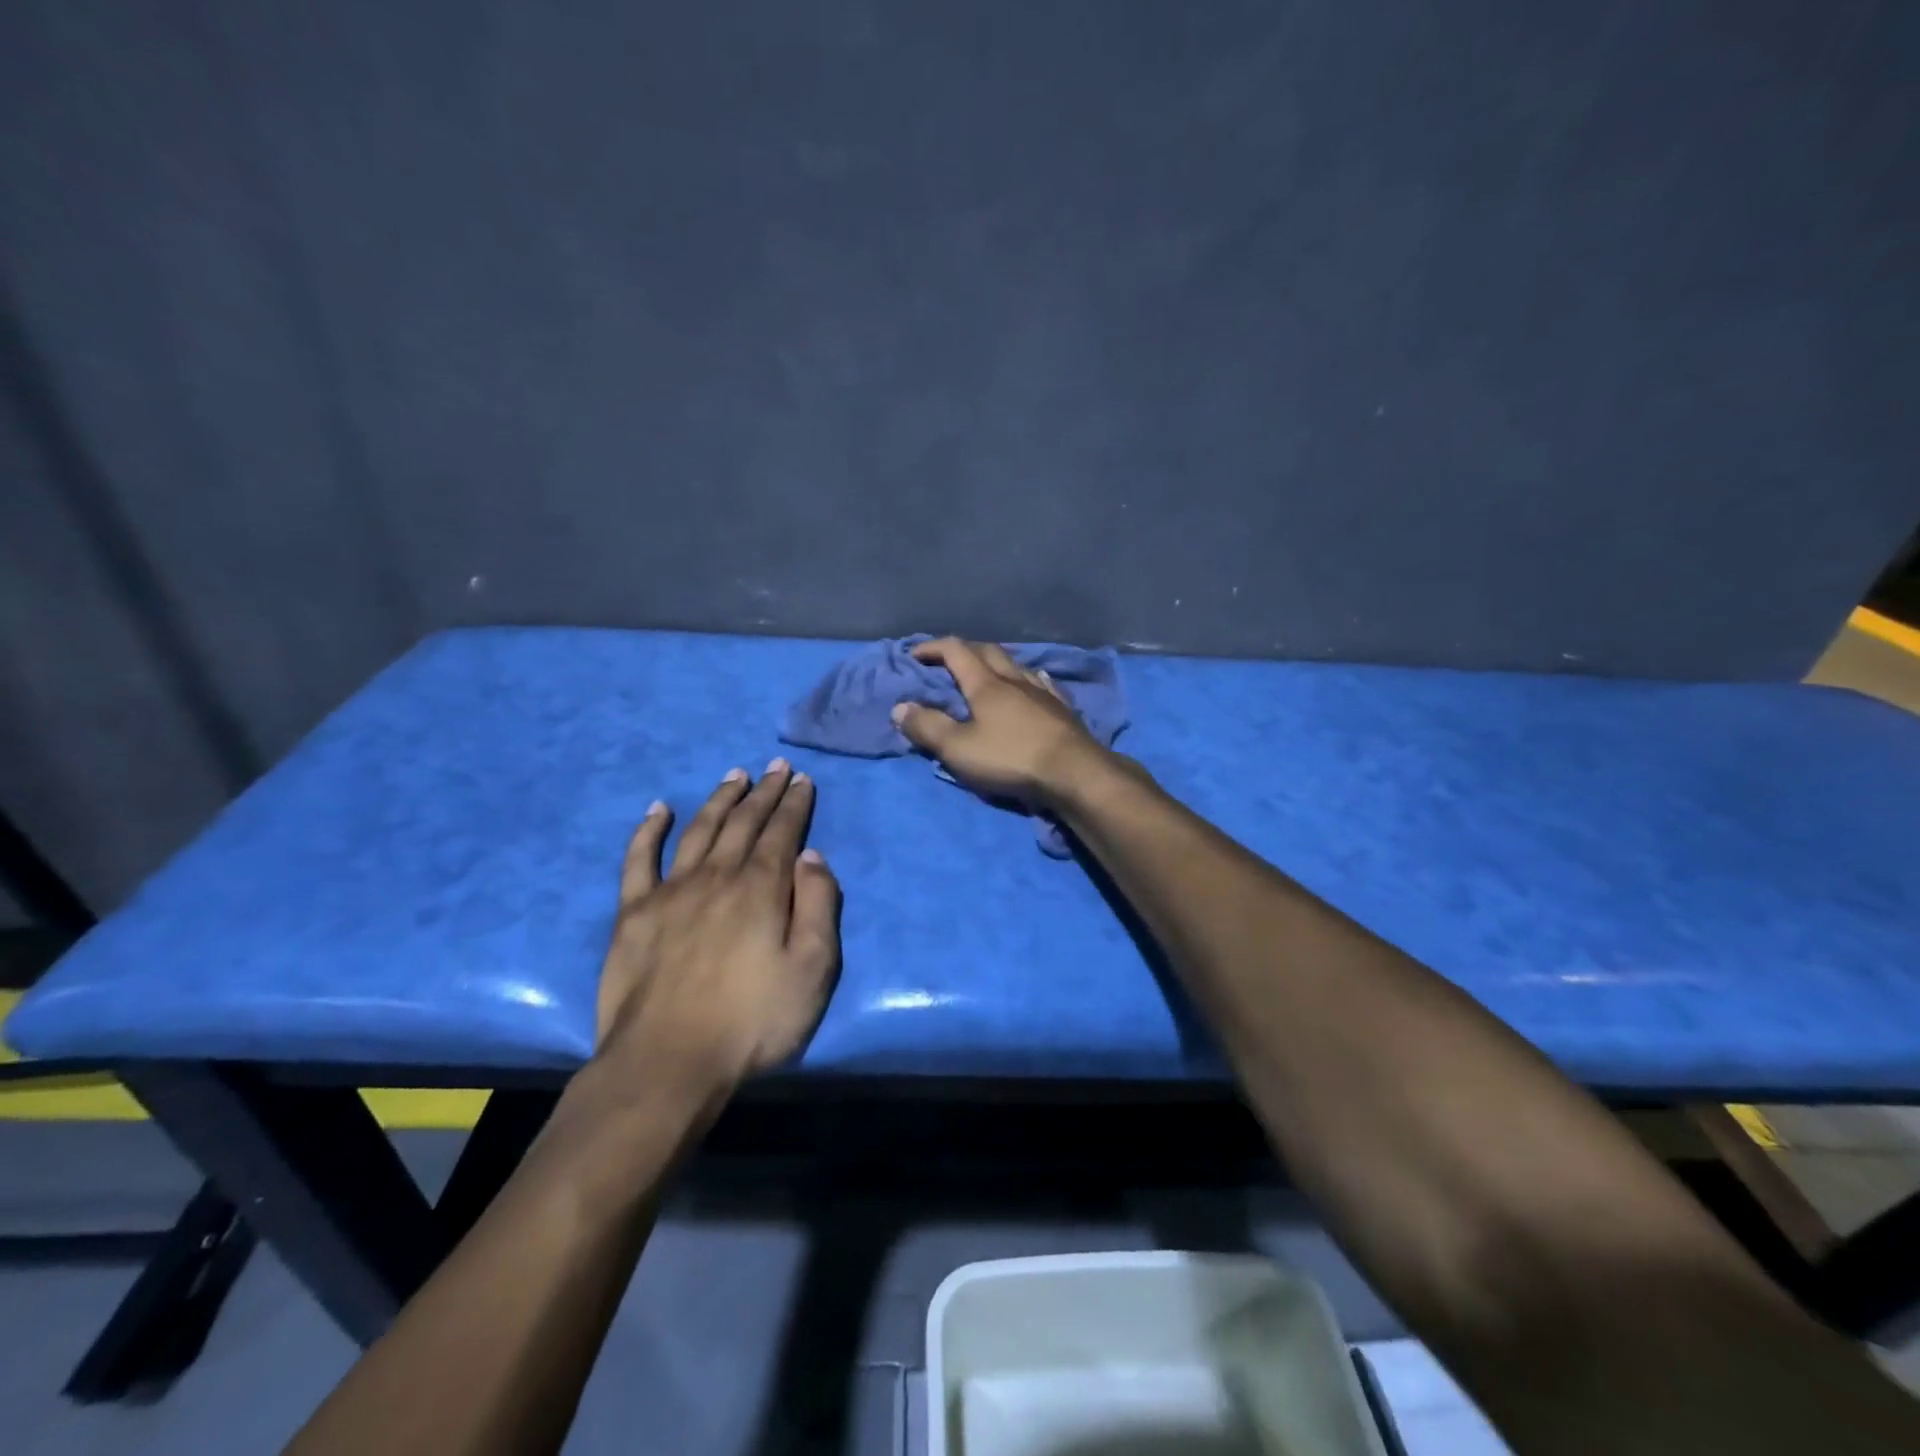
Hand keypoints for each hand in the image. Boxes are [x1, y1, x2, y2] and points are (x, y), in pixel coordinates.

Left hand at [594, 761, 840, 1085]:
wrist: (667, 1063)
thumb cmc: (752, 1021)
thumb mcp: (812, 969)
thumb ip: (818, 906)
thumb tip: (811, 856)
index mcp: (761, 888)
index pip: (783, 833)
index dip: (794, 804)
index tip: (801, 779)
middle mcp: (717, 876)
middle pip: (744, 823)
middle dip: (763, 792)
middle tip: (775, 767)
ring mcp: (671, 891)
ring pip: (699, 830)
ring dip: (719, 799)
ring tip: (734, 775)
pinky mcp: (633, 913)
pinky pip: (638, 860)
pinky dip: (648, 831)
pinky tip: (657, 809)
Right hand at [890, 638, 1103, 805]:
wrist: (1074, 773)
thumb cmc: (1010, 758)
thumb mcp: (958, 748)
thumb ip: (928, 727)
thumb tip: (900, 707)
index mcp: (986, 684)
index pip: (956, 651)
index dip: (933, 648)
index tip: (915, 655)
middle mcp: (1014, 679)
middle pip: (988, 651)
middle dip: (965, 650)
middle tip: (948, 659)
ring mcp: (1042, 692)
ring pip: (1016, 665)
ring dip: (996, 662)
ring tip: (987, 671)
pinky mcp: (1062, 710)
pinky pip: (1041, 683)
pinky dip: (1027, 679)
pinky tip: (1032, 683)